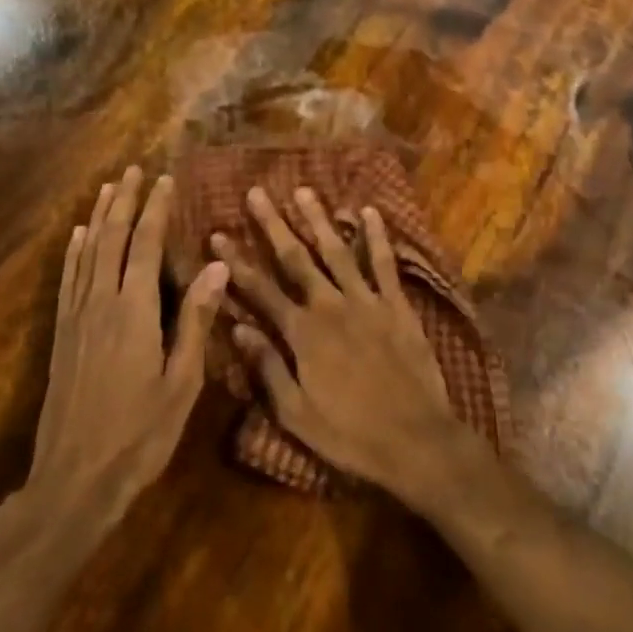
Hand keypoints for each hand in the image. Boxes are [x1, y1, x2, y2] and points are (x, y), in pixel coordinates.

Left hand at [29, 167, 228, 530]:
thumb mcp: (182, 382)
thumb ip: (196, 320)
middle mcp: (100, 303)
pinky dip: (73, 252)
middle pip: (111, 239)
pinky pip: (67, 280)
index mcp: (134, 311)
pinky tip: (76, 236)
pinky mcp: (61, 335)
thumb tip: (216, 265)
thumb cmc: (140, 434)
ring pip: (86, 253)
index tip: (165, 179)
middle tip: (134, 170)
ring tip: (108, 188)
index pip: (146, 245)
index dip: (156, 210)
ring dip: (98, 217)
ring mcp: (76, 318)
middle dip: (124, 201)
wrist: (75, 480)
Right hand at [211, 186, 483, 503]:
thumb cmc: (350, 435)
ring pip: (337, 251)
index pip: (260, 289)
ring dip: (318, 219)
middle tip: (256, 192)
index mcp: (302, 334)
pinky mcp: (397, 305)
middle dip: (273, 224)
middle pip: (295, 258)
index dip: (236, 260)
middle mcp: (330, 306)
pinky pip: (385, 263)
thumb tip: (236, 328)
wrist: (415, 440)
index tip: (217, 233)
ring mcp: (366, 301)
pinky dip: (377, 236)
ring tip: (302, 190)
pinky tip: (369, 211)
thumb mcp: (296, 414)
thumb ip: (267, 368)